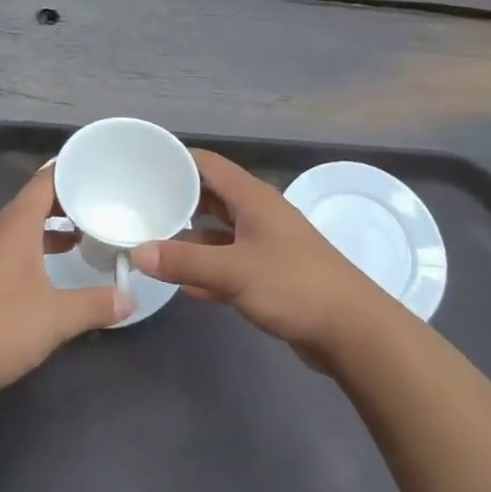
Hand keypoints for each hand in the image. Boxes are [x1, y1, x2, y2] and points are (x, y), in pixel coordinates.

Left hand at [0, 165, 133, 404]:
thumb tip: (132, 299)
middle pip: (35, 201)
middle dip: (68, 198)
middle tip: (103, 200)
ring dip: (53, 226)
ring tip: (86, 231)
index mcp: (16, 226)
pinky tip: (56, 268)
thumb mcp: (56, 317)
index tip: (101, 167)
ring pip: (25, 227)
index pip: (45, 181)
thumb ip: (96, 305)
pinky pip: (16, 248)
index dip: (71, 169)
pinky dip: (39, 248)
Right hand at [133, 149, 387, 365]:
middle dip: (176, 200)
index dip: (175, 161)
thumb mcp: (233, 271)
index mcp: (252, 198)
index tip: (141, 166)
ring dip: (189, 239)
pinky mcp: (271, 274)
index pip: (206, 164)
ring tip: (150, 244)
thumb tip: (137, 253)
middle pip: (210, 197)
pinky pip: (230, 263)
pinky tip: (183, 286)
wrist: (353, 331)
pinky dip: (208, 270)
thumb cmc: (294, 286)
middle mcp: (258, 213)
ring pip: (218, 232)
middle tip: (138, 206)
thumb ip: (184, 262)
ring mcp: (266, 244)